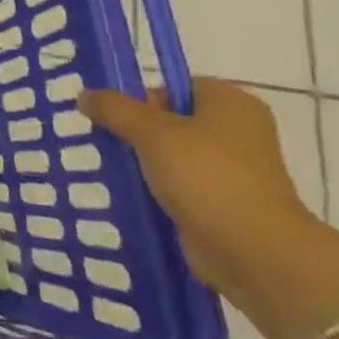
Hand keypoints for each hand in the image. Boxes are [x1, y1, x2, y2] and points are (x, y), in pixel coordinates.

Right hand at [79, 78, 322, 319]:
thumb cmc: (207, 177)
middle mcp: (236, 131)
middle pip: (169, 120)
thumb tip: (84, 95)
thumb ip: (114, 109)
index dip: (140, 99)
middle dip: (135, 132)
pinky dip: (154, 188)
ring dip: (141, 162)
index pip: (173, 87)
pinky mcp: (221, 201)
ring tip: (111, 168)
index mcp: (231, 103)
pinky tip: (129, 193)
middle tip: (107, 143)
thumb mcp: (152, 133)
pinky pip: (177, 184)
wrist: (253, 251)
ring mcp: (232, 169)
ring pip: (170, 154)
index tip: (114, 118)